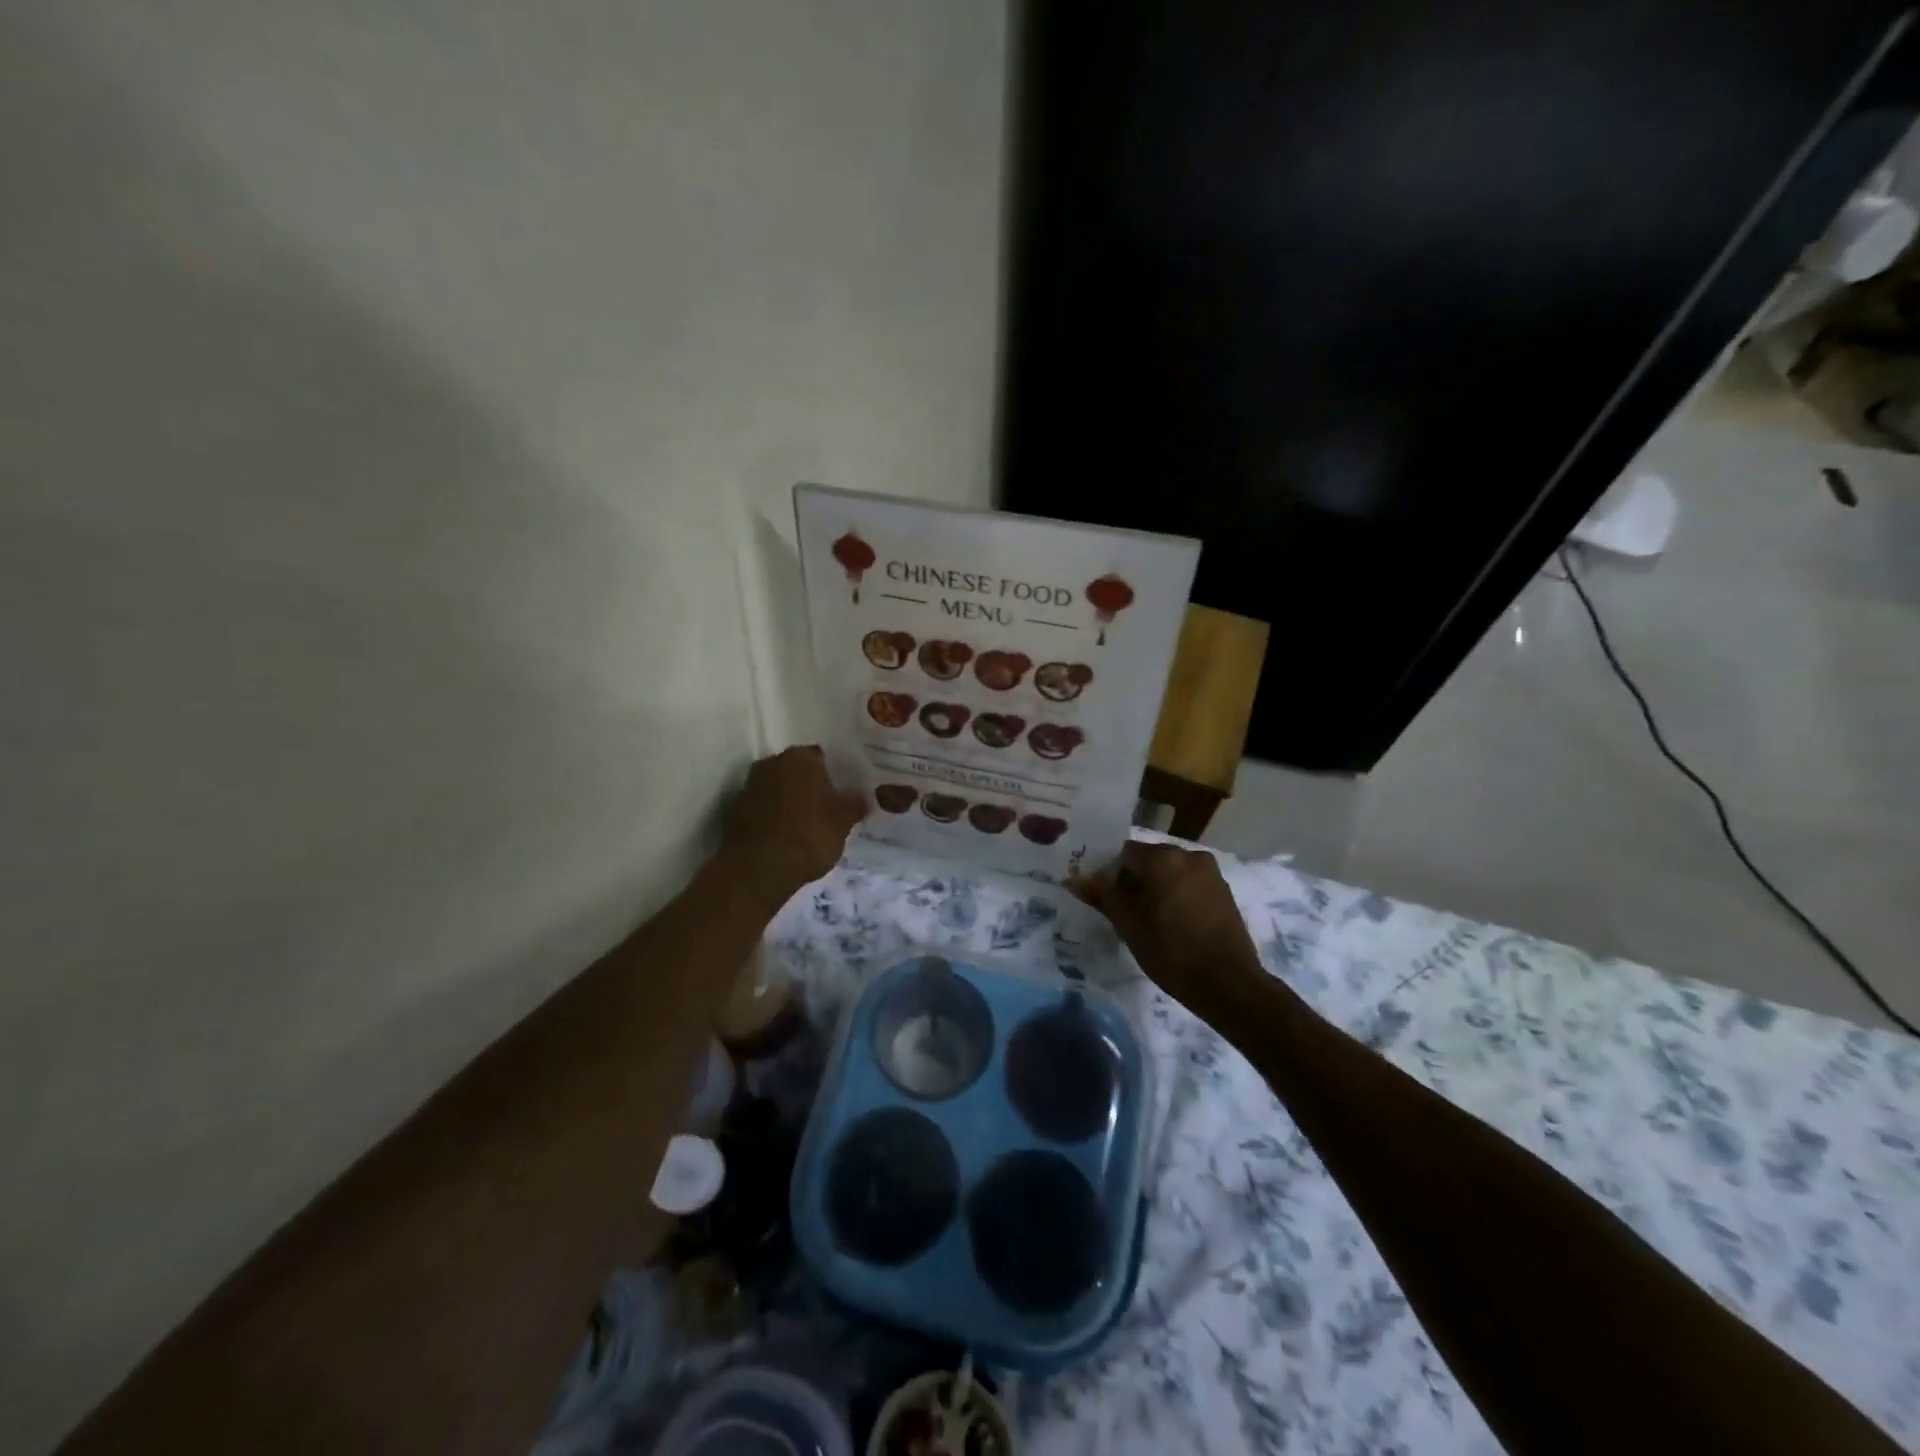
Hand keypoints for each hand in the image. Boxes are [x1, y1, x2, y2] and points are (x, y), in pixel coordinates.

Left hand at [720, 745, 865, 909]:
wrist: (758, 869)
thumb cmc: (809, 835)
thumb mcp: (844, 820)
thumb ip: (855, 803)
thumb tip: (863, 796)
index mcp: (800, 757)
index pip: (821, 757)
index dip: (833, 775)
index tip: (842, 795)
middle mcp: (771, 763)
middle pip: (797, 771)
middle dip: (809, 787)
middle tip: (827, 810)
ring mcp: (749, 787)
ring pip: (778, 790)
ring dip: (790, 803)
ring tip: (807, 827)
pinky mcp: (735, 812)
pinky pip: (763, 809)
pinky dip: (774, 819)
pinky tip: (786, 838)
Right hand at [1070, 840, 1266, 1016]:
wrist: (1227, 983)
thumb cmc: (1170, 951)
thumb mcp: (1127, 924)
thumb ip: (1101, 895)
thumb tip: (1074, 878)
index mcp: (1162, 857)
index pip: (1122, 852)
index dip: (1107, 872)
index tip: (1100, 896)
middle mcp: (1188, 855)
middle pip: (1148, 859)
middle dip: (1132, 879)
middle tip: (1120, 910)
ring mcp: (1210, 872)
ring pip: (1169, 872)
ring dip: (1155, 887)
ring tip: (1147, 919)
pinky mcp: (1223, 891)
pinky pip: (1188, 883)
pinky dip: (1175, 894)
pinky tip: (1171, 922)